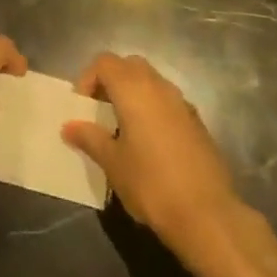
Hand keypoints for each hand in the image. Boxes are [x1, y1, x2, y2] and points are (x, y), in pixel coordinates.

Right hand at [63, 53, 244, 260]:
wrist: (207, 215)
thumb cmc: (151, 184)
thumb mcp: (113, 163)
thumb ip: (90, 138)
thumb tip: (69, 126)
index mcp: (134, 89)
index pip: (105, 62)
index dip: (88, 78)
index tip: (82, 107)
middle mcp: (159, 86)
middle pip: (129, 65)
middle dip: (111, 81)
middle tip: (99, 110)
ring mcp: (181, 102)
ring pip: (151, 81)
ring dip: (133, 93)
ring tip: (122, 127)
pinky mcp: (196, 121)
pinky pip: (167, 101)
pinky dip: (152, 108)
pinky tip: (149, 142)